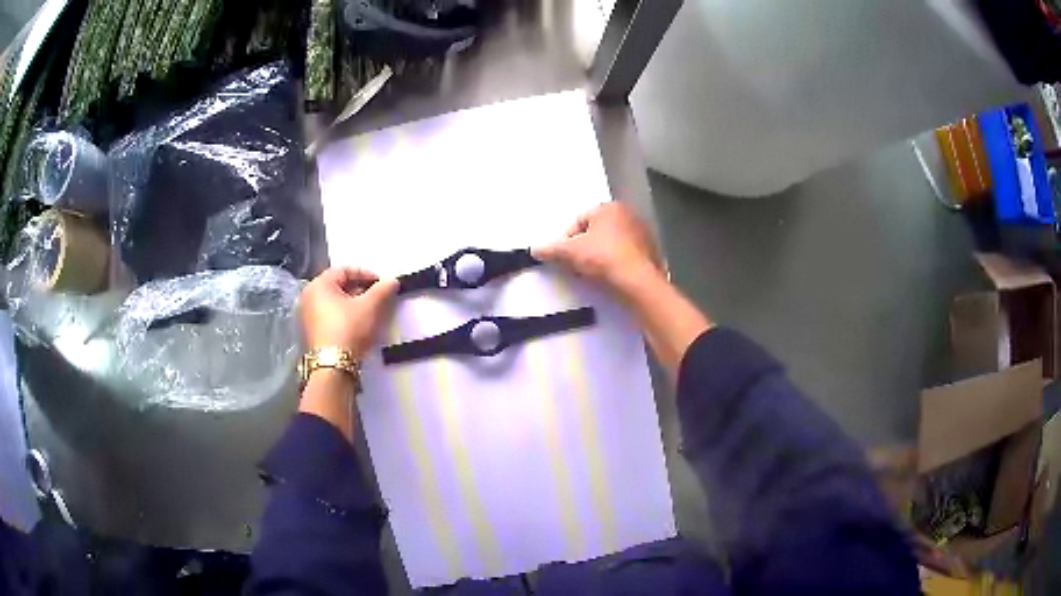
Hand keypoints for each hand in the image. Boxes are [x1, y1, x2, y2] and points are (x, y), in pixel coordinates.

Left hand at [300, 267, 398, 358]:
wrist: (332, 367)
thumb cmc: (349, 329)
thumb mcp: (370, 307)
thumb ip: (382, 290)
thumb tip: (392, 281)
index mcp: (319, 284)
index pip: (345, 270)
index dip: (366, 274)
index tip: (381, 284)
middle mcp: (308, 296)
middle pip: (337, 285)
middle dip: (359, 289)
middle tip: (376, 297)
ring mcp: (306, 315)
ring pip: (333, 302)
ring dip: (351, 303)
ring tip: (368, 311)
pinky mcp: (309, 332)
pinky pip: (328, 315)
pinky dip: (342, 315)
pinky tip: (355, 324)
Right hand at [533, 202, 662, 293]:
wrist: (637, 282)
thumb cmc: (604, 257)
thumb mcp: (570, 252)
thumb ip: (551, 249)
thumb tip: (536, 249)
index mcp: (610, 207)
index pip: (580, 220)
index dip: (568, 239)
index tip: (564, 256)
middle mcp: (630, 215)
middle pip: (598, 231)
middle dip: (586, 246)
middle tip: (577, 265)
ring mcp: (644, 235)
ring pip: (613, 244)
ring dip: (602, 256)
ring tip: (594, 274)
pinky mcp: (652, 254)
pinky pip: (627, 257)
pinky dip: (618, 265)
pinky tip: (612, 278)